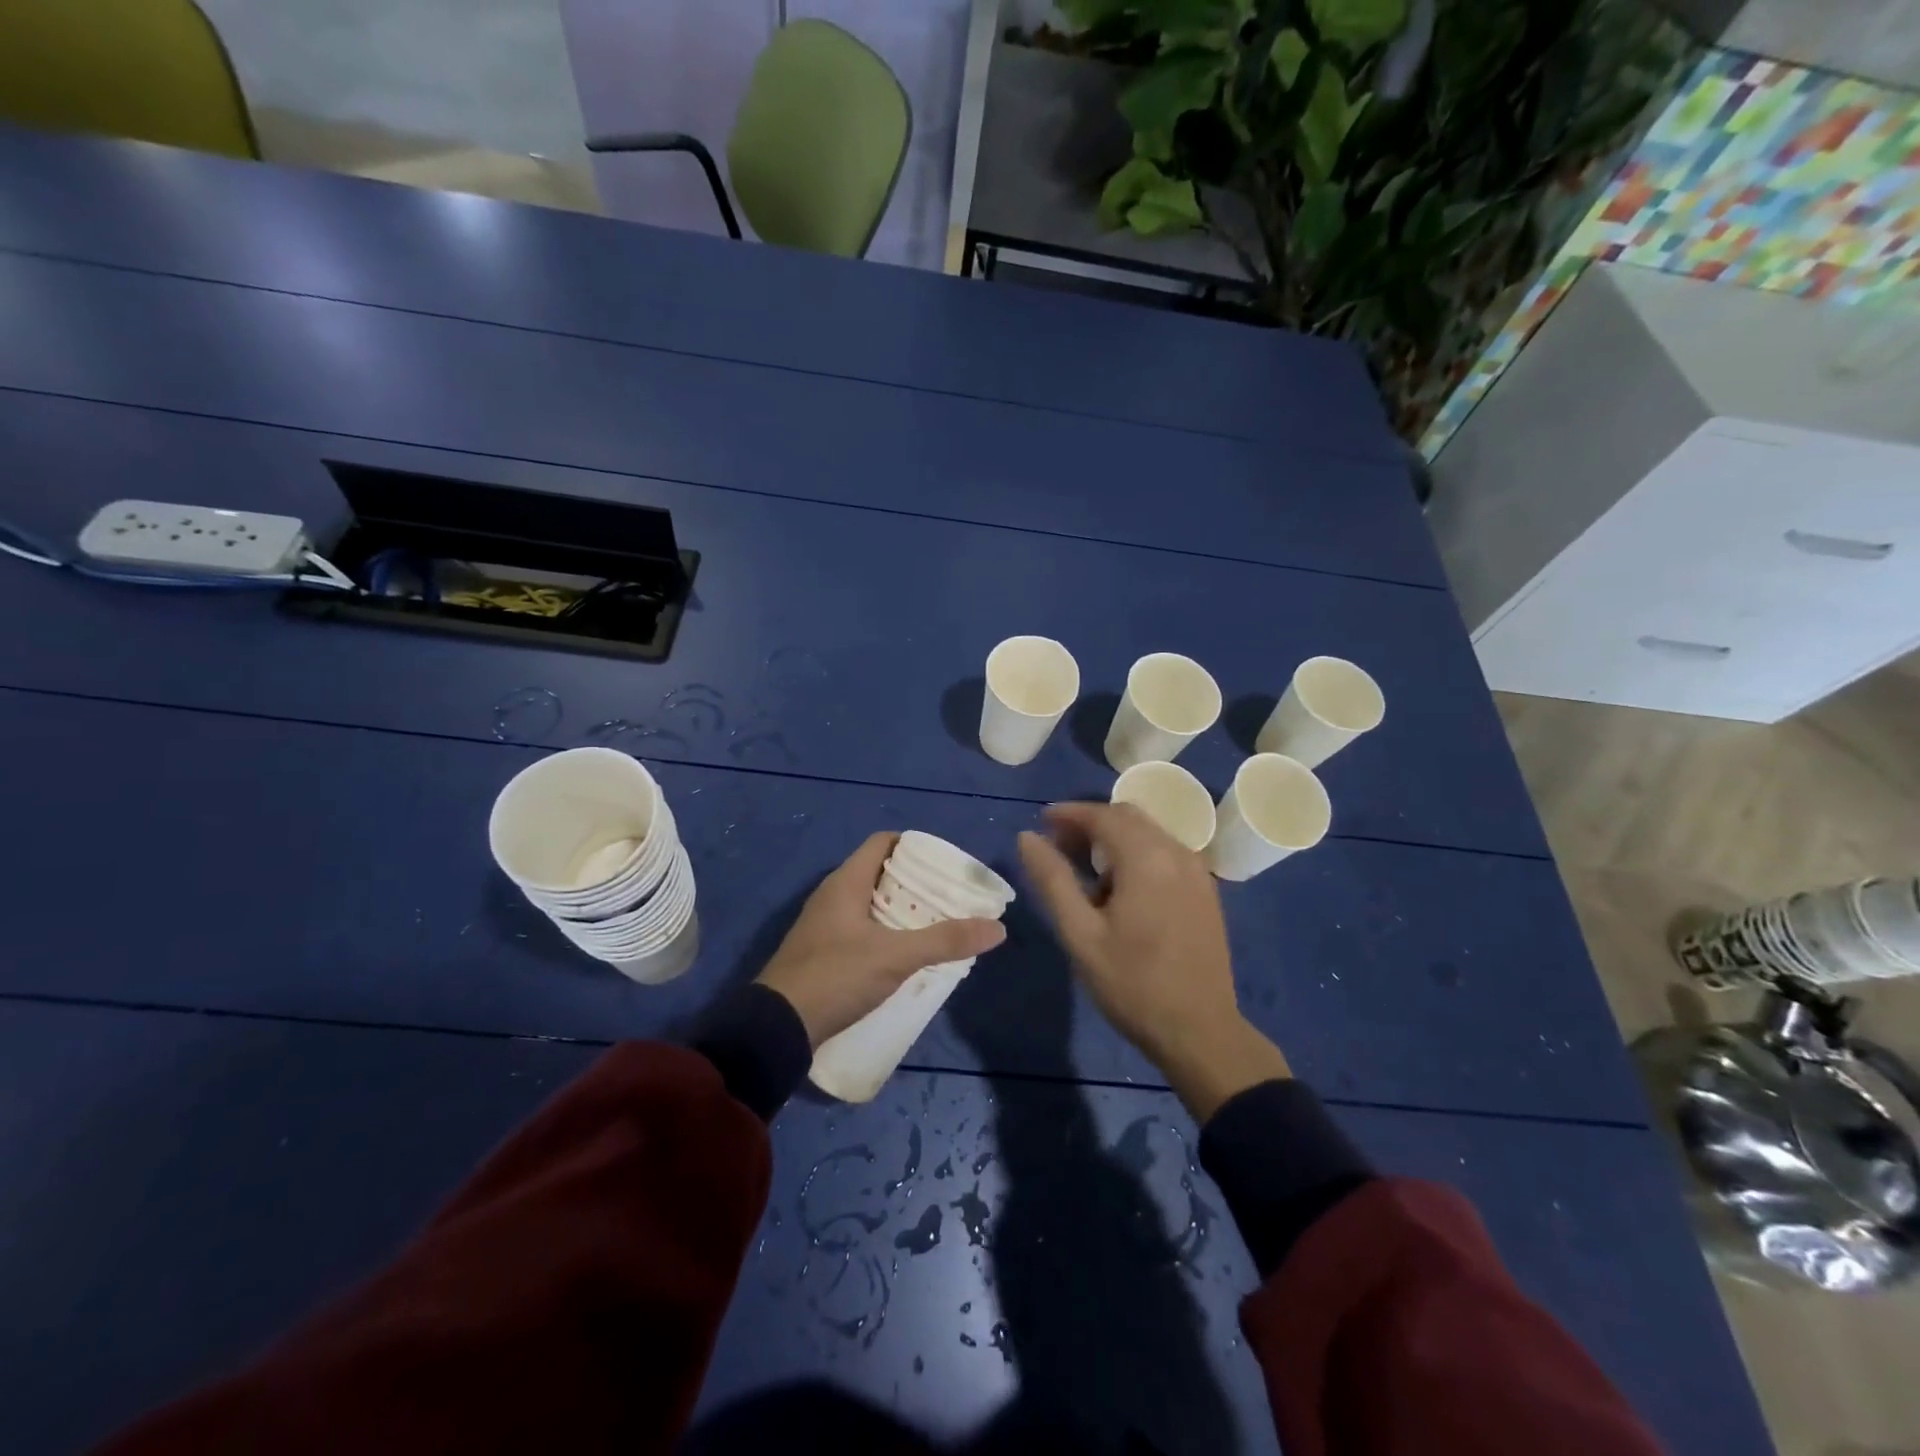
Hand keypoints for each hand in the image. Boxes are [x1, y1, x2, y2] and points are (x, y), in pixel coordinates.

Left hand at [757, 832, 1006, 1047]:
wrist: (777, 1027)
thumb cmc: (836, 976)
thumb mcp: (896, 957)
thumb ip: (945, 940)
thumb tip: (997, 927)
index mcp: (846, 882)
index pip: (883, 842)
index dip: (914, 846)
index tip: (945, 863)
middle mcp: (833, 895)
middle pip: (881, 873)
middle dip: (916, 882)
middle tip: (950, 896)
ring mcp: (825, 925)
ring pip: (872, 903)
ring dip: (903, 909)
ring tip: (938, 923)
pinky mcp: (823, 952)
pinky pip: (862, 929)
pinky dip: (887, 932)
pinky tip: (908, 953)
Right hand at [1019, 802, 1289, 1121]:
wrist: (1200, 1031)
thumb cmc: (1132, 984)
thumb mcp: (1080, 934)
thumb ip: (1052, 879)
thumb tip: (1027, 837)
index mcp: (1147, 858)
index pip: (1103, 815)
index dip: (1069, 813)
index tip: (1042, 821)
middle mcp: (1177, 853)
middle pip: (1129, 817)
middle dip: (1091, 822)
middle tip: (1059, 846)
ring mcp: (1197, 872)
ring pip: (1149, 833)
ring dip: (1115, 837)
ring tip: (1085, 869)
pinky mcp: (1206, 891)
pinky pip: (1166, 853)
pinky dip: (1138, 853)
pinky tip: (1121, 888)